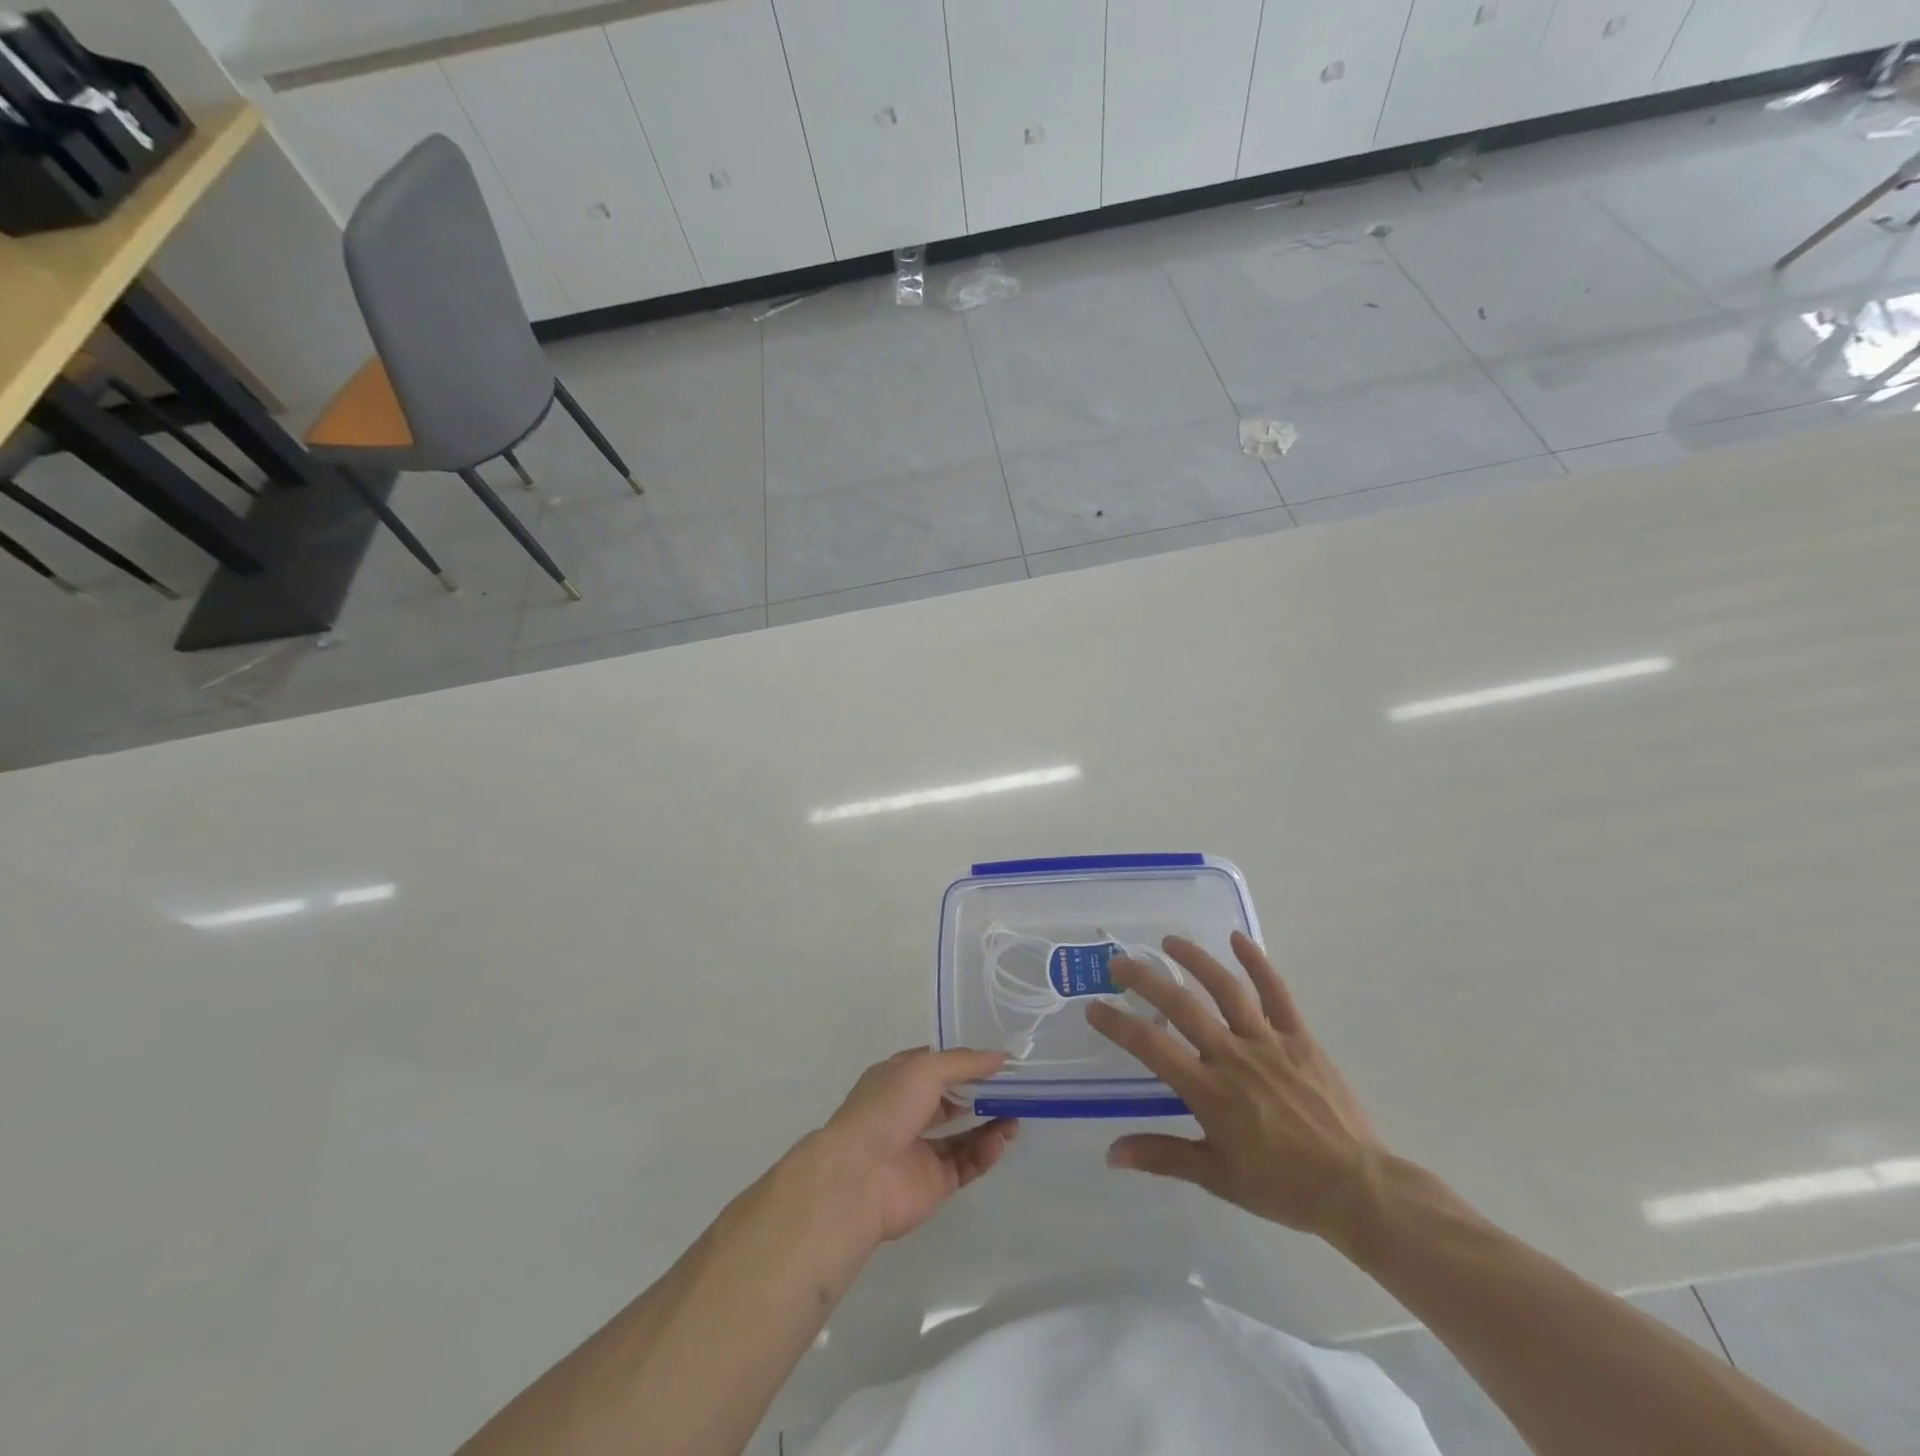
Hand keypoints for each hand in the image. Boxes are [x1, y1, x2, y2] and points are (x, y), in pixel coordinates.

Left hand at [817, 1048, 1019, 1244]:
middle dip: (983, 1095)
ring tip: (1014, 1120)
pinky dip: (983, 1154)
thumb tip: (1002, 1057)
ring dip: (989, 1126)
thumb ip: (965, 1062)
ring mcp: (920, 1148)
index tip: (999, 1061)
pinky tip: (999, 1143)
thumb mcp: (925, 1068)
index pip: (937, 1064)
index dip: (966, 1061)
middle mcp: (908, 1111)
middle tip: (1015, 1093)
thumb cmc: (887, 1108)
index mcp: (899, 1079)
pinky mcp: (932, 1183)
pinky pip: (964, 1165)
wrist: (858, 1178)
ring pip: (962, 1135)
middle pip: (952, 1100)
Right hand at [1085, 933, 1387, 1245]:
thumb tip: (1111, 1153)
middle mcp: (1232, 1056)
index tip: (1094, 1008)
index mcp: (1209, 1091)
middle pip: (1181, 1007)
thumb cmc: (1281, 1186)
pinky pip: (1277, 993)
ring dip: (1194, 960)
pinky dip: (1257, 962)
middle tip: (1118, 964)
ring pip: (1225, 989)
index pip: (1151, 1047)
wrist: (1355, 1187)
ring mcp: (1268, 1042)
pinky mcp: (1298, 1037)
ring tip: (1169, 941)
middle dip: (1144, 980)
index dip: (1118, 1024)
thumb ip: (1162, 1156)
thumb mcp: (1216, 1177)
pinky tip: (1238, 938)